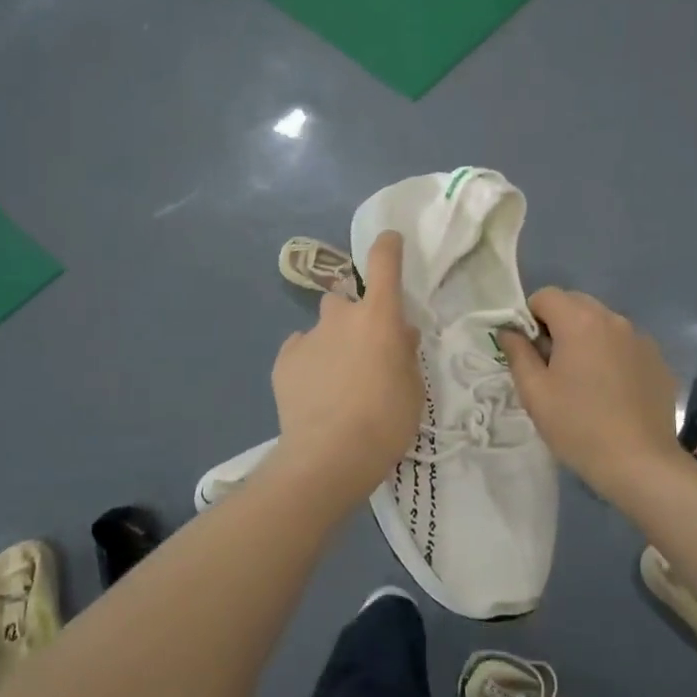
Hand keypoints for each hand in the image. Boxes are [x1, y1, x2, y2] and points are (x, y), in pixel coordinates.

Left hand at [269, 231, 422, 502]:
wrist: (330, 455)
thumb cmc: (386, 420)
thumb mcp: (413, 388)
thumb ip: (405, 353)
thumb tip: (400, 334)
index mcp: (378, 317)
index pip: (383, 263)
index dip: (387, 246)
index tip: (390, 240)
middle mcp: (340, 317)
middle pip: (345, 300)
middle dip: (353, 317)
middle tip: (363, 350)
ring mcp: (308, 337)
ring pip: (322, 328)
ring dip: (331, 342)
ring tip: (336, 378)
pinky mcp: (284, 361)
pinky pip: (300, 350)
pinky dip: (308, 362)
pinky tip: (314, 392)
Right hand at [500, 288, 684, 497]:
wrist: (640, 462)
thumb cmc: (578, 426)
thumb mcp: (534, 392)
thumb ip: (517, 353)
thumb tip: (509, 331)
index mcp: (580, 322)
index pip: (546, 296)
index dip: (530, 318)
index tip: (530, 352)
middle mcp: (613, 319)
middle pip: (576, 304)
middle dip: (558, 324)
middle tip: (552, 366)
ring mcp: (640, 339)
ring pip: (602, 323)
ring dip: (586, 339)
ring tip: (583, 381)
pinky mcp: (657, 360)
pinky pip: (624, 344)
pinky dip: (611, 355)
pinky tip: (610, 392)